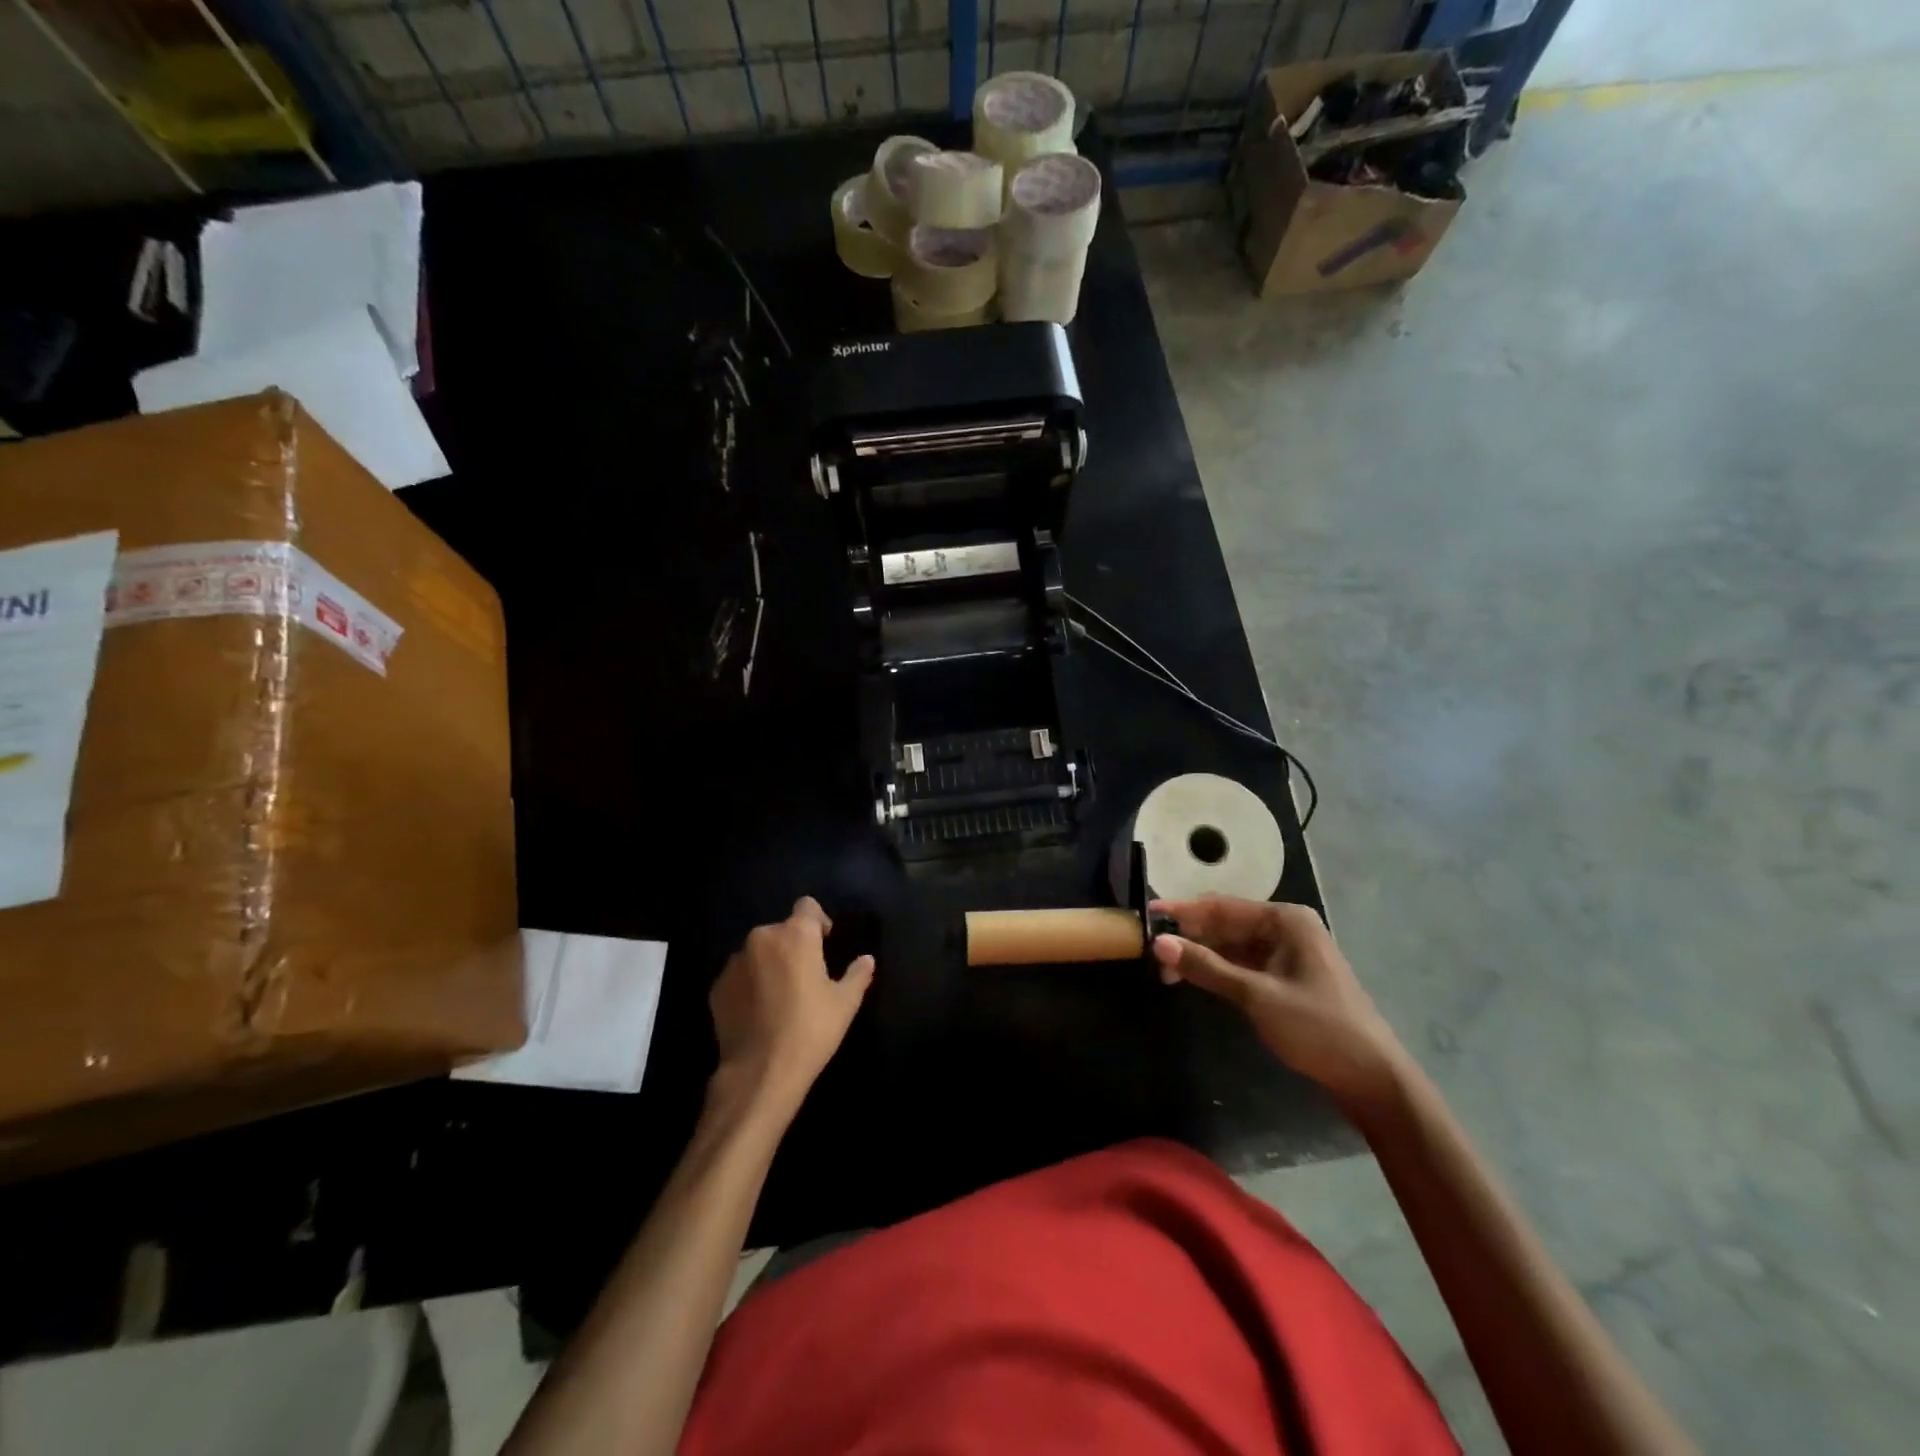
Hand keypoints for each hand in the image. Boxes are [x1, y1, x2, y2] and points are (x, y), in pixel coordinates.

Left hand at [709, 897, 874, 1115]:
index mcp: (796, 935)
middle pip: (782, 930)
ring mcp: (735, 962)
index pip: (807, 906)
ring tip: (780, 996)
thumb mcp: (845, 1004)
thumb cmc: (810, 1030)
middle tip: (805, 976)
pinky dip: (749, 984)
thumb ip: (857, 975)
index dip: (818, 920)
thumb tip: (867, 960)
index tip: (825, 943)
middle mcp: (762, 938)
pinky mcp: (717, 986)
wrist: (759, 1072)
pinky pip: (739, 975)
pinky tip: (759, 1012)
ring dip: (770, 964)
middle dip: (793, 946)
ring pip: (758, 952)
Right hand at [1152, 896, 1408, 1109]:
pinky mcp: (1287, 976)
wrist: (1372, 1079)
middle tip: (1151, 951)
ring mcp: (1288, 953)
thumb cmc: (1317, 1028)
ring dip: (1202, 954)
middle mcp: (1286, 928)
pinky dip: (1219, 969)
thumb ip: (1206, 967)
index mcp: (1285, 920)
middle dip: (1190, 935)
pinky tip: (1195, 977)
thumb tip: (1158, 943)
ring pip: (1232, 944)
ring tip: (1166, 968)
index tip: (1146, 915)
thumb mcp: (1256, 996)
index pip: (1221, 907)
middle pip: (1226, 923)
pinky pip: (1243, 962)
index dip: (1182, 911)